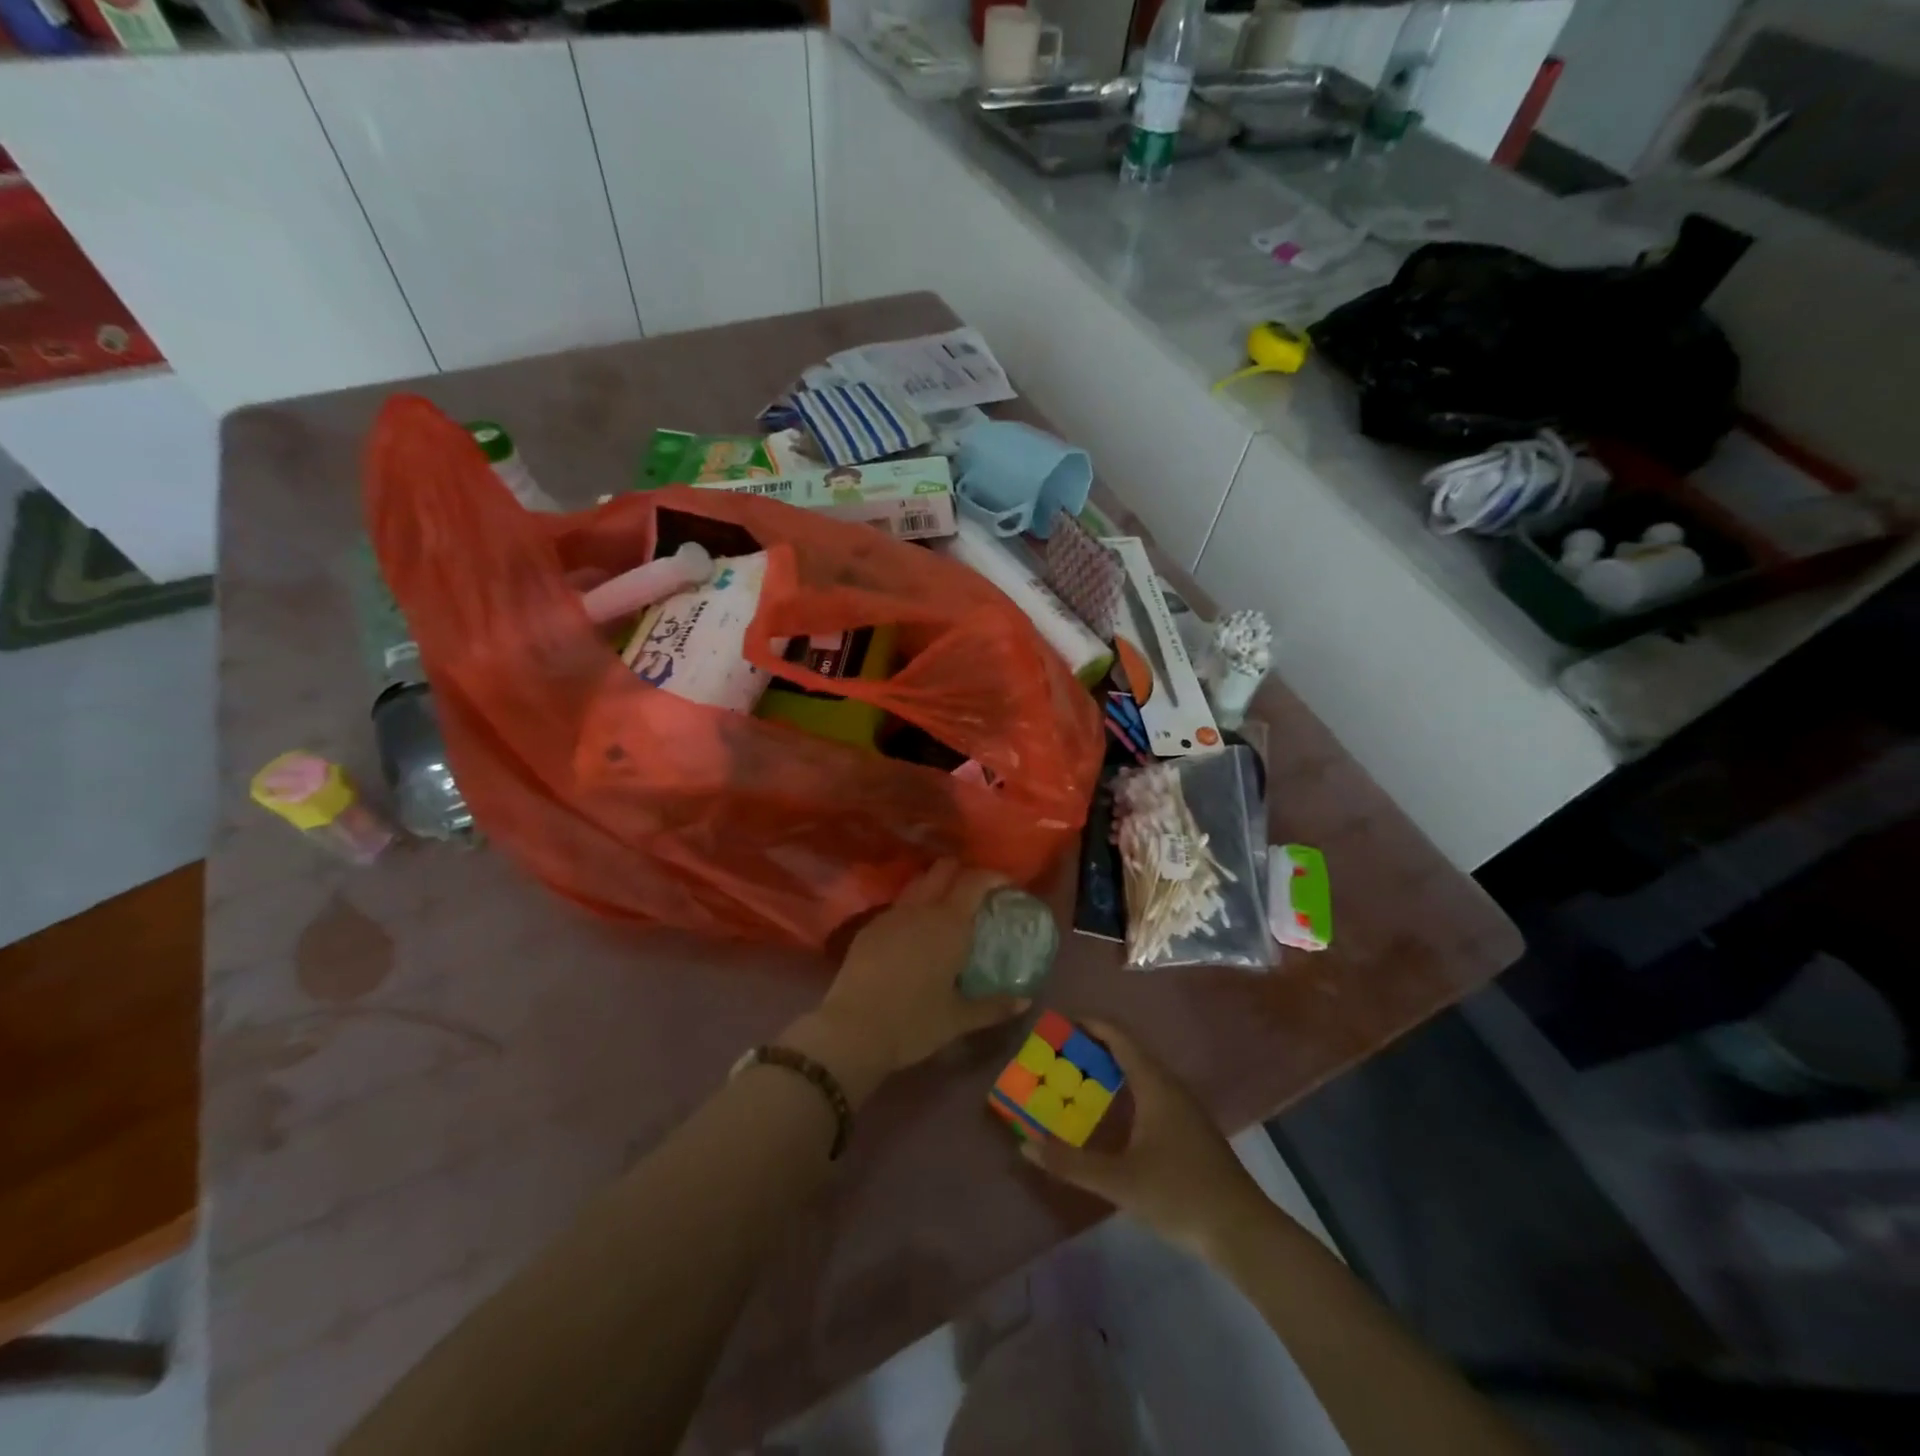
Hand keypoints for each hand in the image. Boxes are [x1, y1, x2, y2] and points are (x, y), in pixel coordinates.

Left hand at [783, 861, 1031, 1105]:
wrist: (851, 1031)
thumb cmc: (913, 1024)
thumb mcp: (958, 1020)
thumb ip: (994, 1007)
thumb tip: (1024, 1001)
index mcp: (949, 924)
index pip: (975, 880)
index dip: (993, 876)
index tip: (1006, 885)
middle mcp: (921, 909)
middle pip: (943, 869)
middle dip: (962, 872)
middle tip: (976, 893)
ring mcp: (891, 915)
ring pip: (918, 883)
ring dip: (935, 885)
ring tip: (946, 908)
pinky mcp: (869, 927)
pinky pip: (898, 905)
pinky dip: (913, 907)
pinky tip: (915, 932)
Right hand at [1020, 1020, 1269, 1255]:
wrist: (1244, 1233)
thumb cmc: (1181, 1195)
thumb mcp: (1120, 1182)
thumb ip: (1071, 1163)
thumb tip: (1025, 1144)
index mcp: (1155, 1085)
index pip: (1119, 1037)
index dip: (1089, 1024)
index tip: (1058, 1022)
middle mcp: (1170, 1087)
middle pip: (1128, 1052)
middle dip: (1092, 1048)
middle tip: (1056, 1054)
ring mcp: (1183, 1109)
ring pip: (1140, 1074)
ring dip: (1108, 1071)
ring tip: (1074, 1079)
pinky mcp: (1188, 1130)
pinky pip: (1148, 1093)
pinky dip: (1123, 1092)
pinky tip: (1108, 1117)